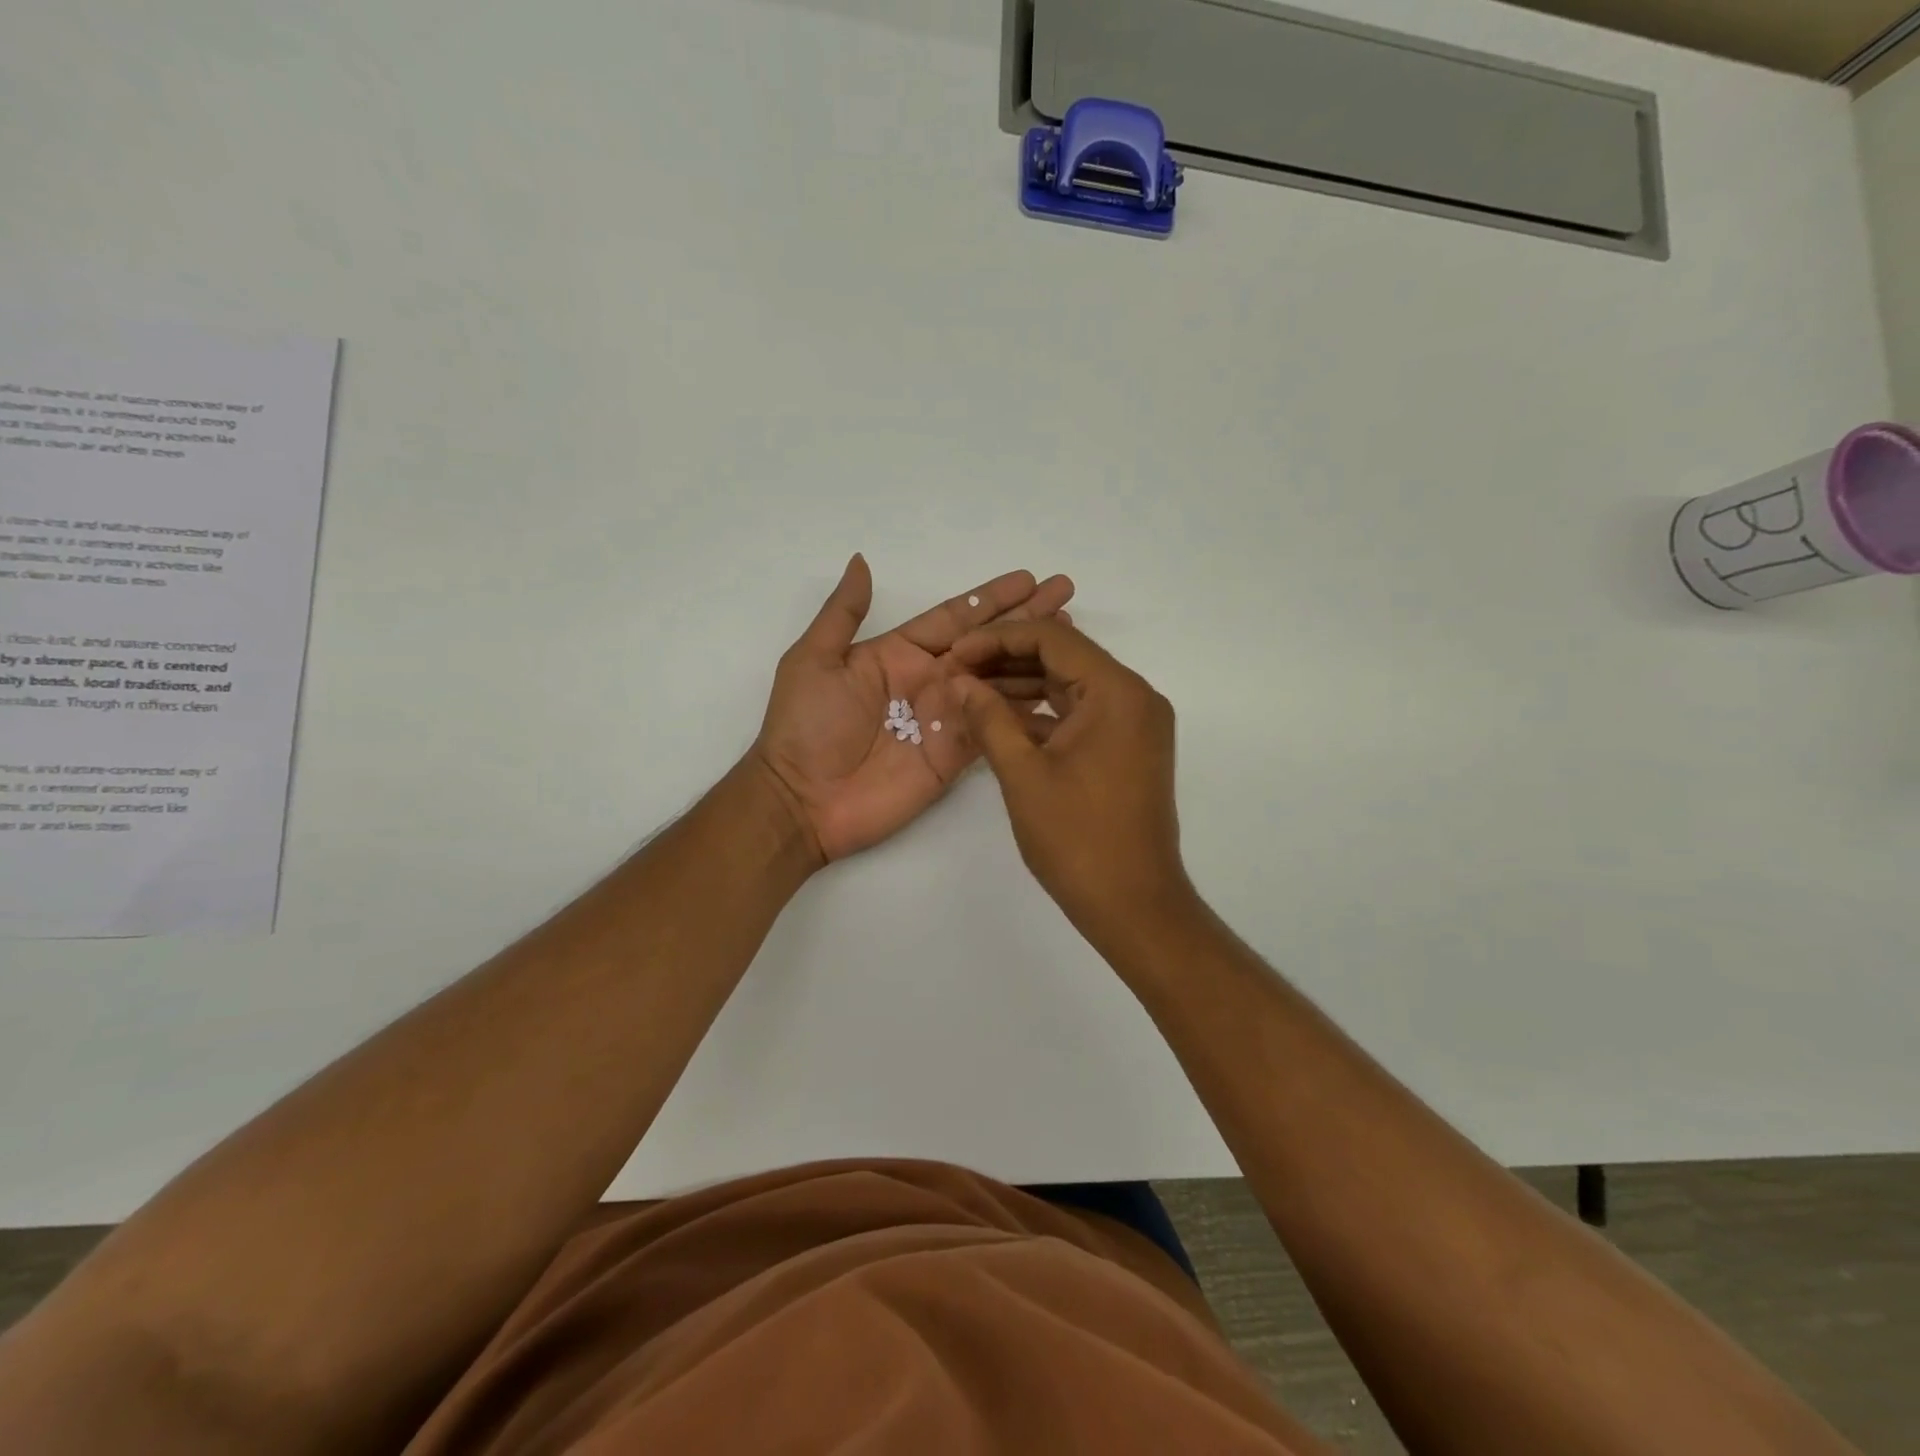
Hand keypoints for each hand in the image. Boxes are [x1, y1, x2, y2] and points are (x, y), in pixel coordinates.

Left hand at [753, 555, 1074, 864]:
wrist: (802, 801)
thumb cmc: (804, 727)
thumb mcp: (813, 660)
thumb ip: (843, 613)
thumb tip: (861, 560)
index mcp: (898, 654)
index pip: (955, 618)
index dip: (992, 599)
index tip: (1028, 578)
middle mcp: (929, 681)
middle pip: (988, 644)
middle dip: (1026, 621)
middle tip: (1065, 597)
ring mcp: (946, 718)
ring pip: (999, 681)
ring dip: (1034, 660)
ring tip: (1071, 640)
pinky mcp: (955, 755)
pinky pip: (996, 726)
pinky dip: (1026, 710)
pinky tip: (1057, 693)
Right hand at [947, 620, 1192, 938]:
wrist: (1134, 905)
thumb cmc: (1078, 839)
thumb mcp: (1023, 774)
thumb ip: (989, 718)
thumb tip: (959, 681)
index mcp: (1117, 692)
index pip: (1053, 638)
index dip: (997, 639)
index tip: (955, 654)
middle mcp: (1134, 697)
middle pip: (1064, 657)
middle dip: (1007, 659)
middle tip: (957, 671)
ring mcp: (1135, 724)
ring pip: (1071, 686)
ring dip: (1022, 685)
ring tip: (970, 692)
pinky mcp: (1128, 748)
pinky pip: (1081, 714)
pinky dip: (1043, 714)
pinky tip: (1001, 720)